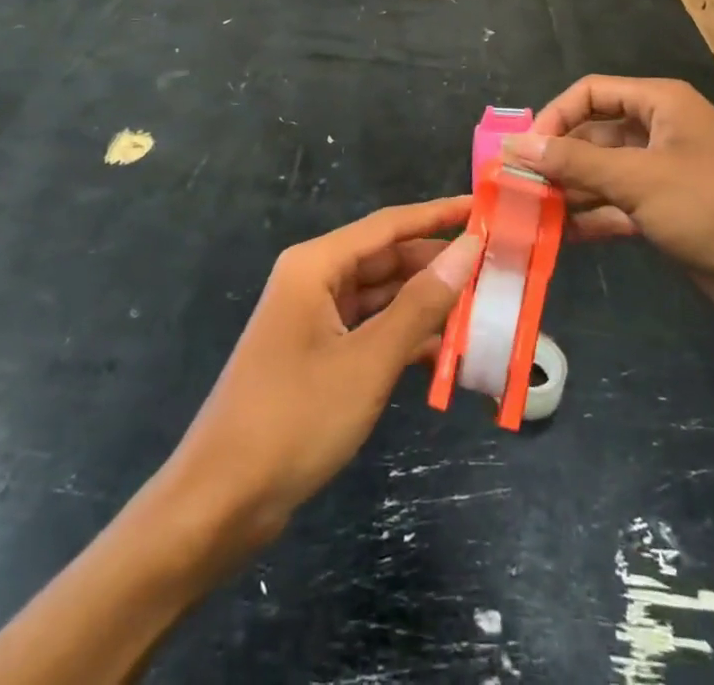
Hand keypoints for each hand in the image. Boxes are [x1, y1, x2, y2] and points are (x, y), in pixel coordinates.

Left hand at [162, 197, 482, 563]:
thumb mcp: (368, 361)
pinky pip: (371, 331)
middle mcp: (315, 281)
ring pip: (382, 298)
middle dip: (438, 265)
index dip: (439, 215)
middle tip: (495, 269)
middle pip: (387, 260)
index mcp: (316, 265)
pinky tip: (446, 354)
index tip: (485, 209)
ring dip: (427, 306)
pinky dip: (405, 339)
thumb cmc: (293, 419)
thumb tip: (468, 249)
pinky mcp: (318, 357)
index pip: (389, 225)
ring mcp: (314, 320)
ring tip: (482, 309)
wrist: (218, 505)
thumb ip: (421, 304)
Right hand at [506, 76, 713, 326]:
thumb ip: (575, 160)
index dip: (555, 116)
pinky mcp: (671, 214)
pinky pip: (621, 207)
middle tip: (517, 188)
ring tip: (529, 215)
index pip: (592, 93)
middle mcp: (661, 131)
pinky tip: (560, 237)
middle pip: (595, 134)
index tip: (524, 151)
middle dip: (558, 159)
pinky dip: (593, 219)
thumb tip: (516, 143)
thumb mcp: (639, 176)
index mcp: (660, 104)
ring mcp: (666, 175)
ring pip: (605, 174)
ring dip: (571, 192)